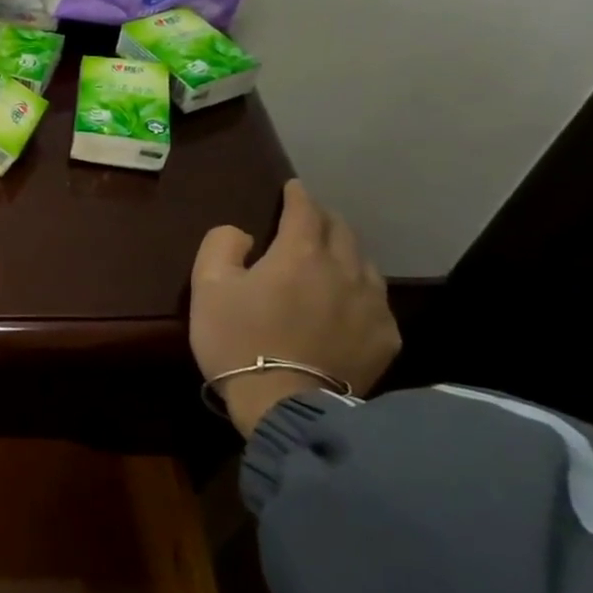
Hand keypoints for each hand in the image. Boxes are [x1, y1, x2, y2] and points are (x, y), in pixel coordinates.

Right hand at [190, 179, 400, 437]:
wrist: (284, 404)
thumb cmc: (237, 340)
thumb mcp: (207, 287)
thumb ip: (221, 246)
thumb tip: (243, 233)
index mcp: (300, 254)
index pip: (304, 210)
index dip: (297, 195)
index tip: (292, 188)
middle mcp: (344, 269)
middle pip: (341, 231)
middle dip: (324, 219)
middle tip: (309, 219)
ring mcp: (372, 305)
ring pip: (364, 263)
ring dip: (345, 253)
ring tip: (331, 258)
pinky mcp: (385, 337)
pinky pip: (376, 301)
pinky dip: (360, 291)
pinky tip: (347, 303)